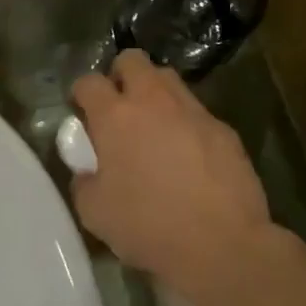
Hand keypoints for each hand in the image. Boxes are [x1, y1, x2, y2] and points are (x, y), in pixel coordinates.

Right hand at [71, 50, 282, 297]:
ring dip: (155, 94)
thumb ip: (84, 180)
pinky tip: (188, 156)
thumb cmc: (148, 226)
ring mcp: (193, 112)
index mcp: (115, 116)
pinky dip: (186, 124)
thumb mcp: (94, 211)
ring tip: (153, 127)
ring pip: (168, 80)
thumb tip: (88, 170)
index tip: (82, 114)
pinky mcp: (224, 130)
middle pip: (132, 60)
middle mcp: (153, 101)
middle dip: (121, 76)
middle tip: (119, 109)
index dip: (81, 94)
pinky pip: (197, 113)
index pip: (88, 82)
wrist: (222, 245)